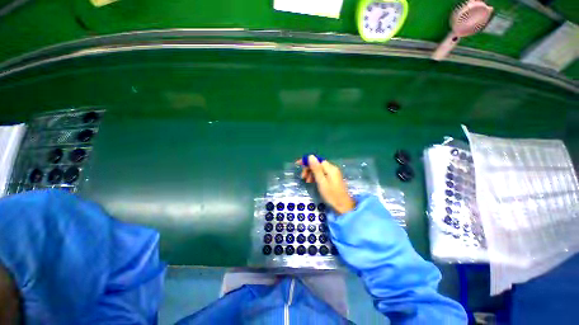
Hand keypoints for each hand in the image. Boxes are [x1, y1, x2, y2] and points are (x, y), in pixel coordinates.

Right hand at [298, 155, 355, 214]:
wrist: (343, 207)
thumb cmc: (331, 195)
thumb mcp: (321, 182)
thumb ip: (316, 169)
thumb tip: (310, 156)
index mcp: (330, 168)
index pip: (316, 160)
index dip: (307, 161)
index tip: (298, 164)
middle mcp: (332, 168)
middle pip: (317, 164)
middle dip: (308, 169)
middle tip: (302, 177)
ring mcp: (333, 174)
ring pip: (319, 169)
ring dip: (311, 173)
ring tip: (307, 182)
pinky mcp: (332, 179)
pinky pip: (322, 174)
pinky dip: (315, 177)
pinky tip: (312, 182)